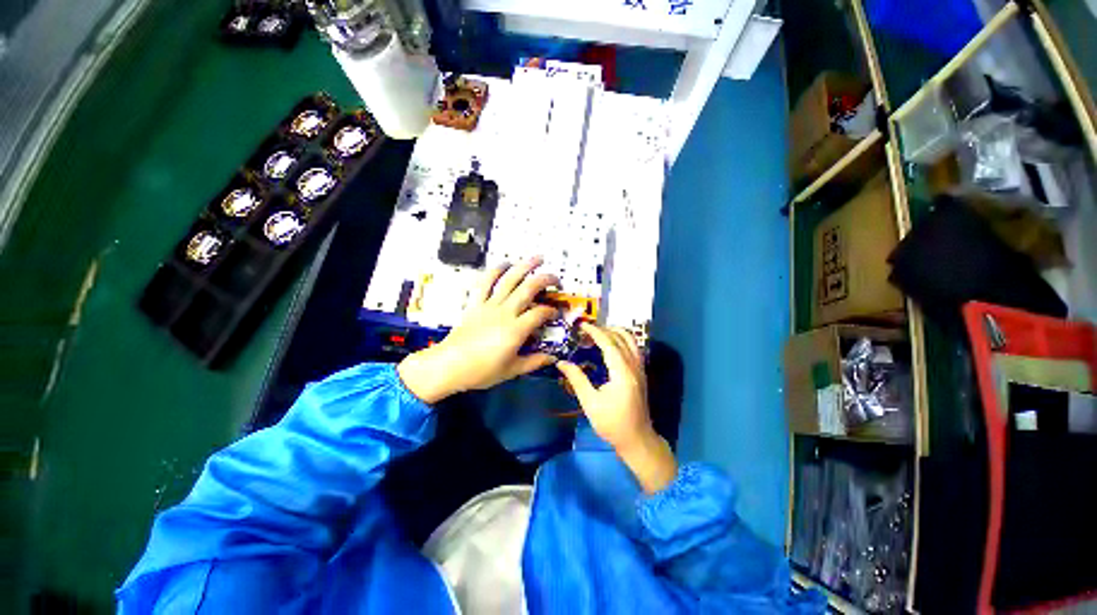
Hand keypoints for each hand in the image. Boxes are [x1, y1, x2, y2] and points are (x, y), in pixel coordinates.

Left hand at [397, 257, 559, 403]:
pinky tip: (504, 264)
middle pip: (528, 288)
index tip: (556, 314)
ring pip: (509, 280)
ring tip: (537, 258)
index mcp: (516, 329)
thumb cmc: (482, 371)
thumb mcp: (512, 370)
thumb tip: (553, 359)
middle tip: (556, 279)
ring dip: (524, 266)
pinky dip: (494, 271)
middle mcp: (505, 312)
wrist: (449, 366)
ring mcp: (489, 305)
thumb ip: (534, 362)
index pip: (540, 313)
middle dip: (546, 280)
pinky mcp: (475, 303)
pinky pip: (484, 282)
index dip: (552, 311)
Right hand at [557, 324, 676, 492]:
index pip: (609, 344)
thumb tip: (561, 362)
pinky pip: (633, 348)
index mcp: (622, 373)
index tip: (582, 325)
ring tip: (598, 333)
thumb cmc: (612, 423)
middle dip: (604, 329)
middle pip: (622, 338)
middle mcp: (634, 366)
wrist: (637, 439)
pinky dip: (621, 340)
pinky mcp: (641, 373)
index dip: (595, 332)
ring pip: (631, 340)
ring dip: (615, 332)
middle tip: (587, 330)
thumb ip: (577, 379)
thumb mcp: (590, 403)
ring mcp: (640, 369)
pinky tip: (610, 345)